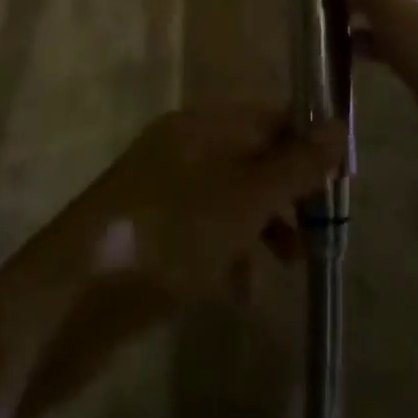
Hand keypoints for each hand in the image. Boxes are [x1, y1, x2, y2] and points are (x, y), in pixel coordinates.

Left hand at [44, 105, 345, 307]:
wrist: (73, 300)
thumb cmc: (170, 235)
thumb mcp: (244, 199)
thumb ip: (295, 165)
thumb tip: (341, 125)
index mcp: (202, 125)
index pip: (270, 117)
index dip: (309, 144)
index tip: (343, 181)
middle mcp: (183, 148)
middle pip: (254, 158)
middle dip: (290, 192)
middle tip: (322, 228)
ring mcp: (165, 192)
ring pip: (232, 198)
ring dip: (265, 227)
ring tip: (289, 266)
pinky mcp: (152, 234)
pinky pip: (206, 233)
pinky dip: (230, 255)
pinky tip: (240, 293)